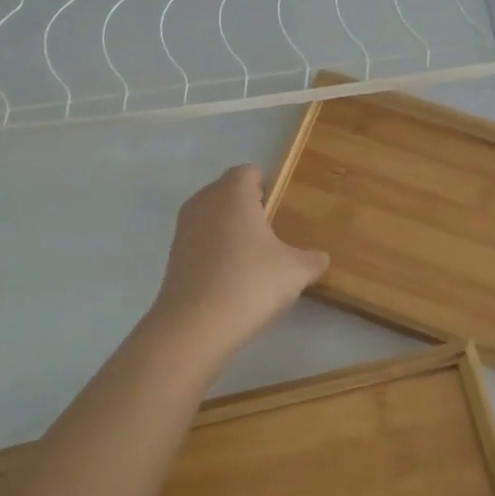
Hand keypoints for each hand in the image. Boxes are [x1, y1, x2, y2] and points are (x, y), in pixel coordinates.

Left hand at [147, 165, 329, 354]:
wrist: (196, 323)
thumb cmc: (251, 281)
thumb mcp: (295, 271)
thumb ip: (312, 260)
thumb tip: (321, 258)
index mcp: (233, 193)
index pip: (248, 172)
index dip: (266, 187)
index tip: (279, 211)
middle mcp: (204, 201)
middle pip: (227, 192)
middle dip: (247, 208)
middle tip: (270, 235)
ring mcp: (183, 227)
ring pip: (211, 216)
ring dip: (228, 230)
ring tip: (251, 259)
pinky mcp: (173, 254)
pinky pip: (199, 240)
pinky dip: (213, 250)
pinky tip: (229, 277)